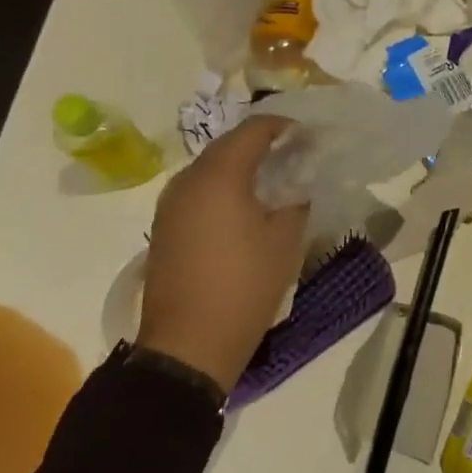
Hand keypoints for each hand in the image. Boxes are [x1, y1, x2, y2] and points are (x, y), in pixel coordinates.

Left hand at [138, 114, 307, 393]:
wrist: (188, 345)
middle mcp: (188, 180)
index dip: (283, 126)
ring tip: (271, 181)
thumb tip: (298, 182)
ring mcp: (170, 205)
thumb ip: (296, 199)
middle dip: (261, 145)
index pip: (253, 130)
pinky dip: (222, 189)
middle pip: (228, 146)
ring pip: (210, 169)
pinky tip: (243, 208)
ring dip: (240, 167)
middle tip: (293, 156)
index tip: (307, 136)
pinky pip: (198, 193)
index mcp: (219, 175)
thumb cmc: (244, 285)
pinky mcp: (164, 228)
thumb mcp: (285, 239)